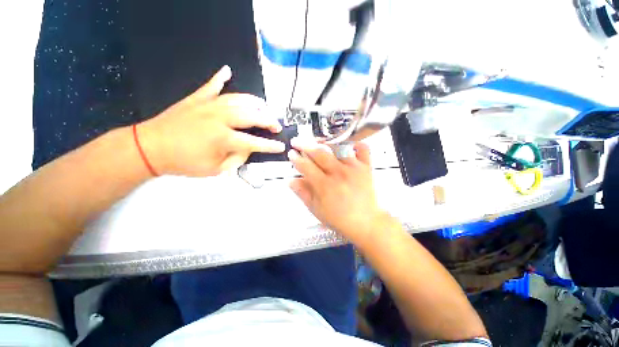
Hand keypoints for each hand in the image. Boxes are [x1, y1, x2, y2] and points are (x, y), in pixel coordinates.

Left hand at [138, 65, 284, 176]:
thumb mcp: (216, 169)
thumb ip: (237, 158)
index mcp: (224, 138)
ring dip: (254, 102)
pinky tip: (227, 71)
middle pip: (252, 115)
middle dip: (268, 120)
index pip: (255, 142)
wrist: (150, 148)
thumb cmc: (184, 163)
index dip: (270, 145)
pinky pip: (211, 85)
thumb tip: (248, 148)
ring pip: (238, 98)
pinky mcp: (196, 99)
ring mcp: (208, 105)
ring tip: (263, 106)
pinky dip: (220, 77)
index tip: (280, 146)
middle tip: (276, 125)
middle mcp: (219, 118)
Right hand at [288, 138, 388, 243]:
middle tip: (297, 141)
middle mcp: (338, 173)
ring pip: (337, 147)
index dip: (296, 158)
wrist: (366, 222)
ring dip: (325, 143)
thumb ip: (302, 193)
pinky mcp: (366, 167)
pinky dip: (356, 144)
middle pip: (319, 153)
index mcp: (324, 185)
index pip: (306, 166)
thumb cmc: (339, 218)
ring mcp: (353, 168)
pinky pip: (362, 149)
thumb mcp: (316, 209)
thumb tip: (291, 180)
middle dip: (305, 145)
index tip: (291, 153)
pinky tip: (348, 145)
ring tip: (317, 142)